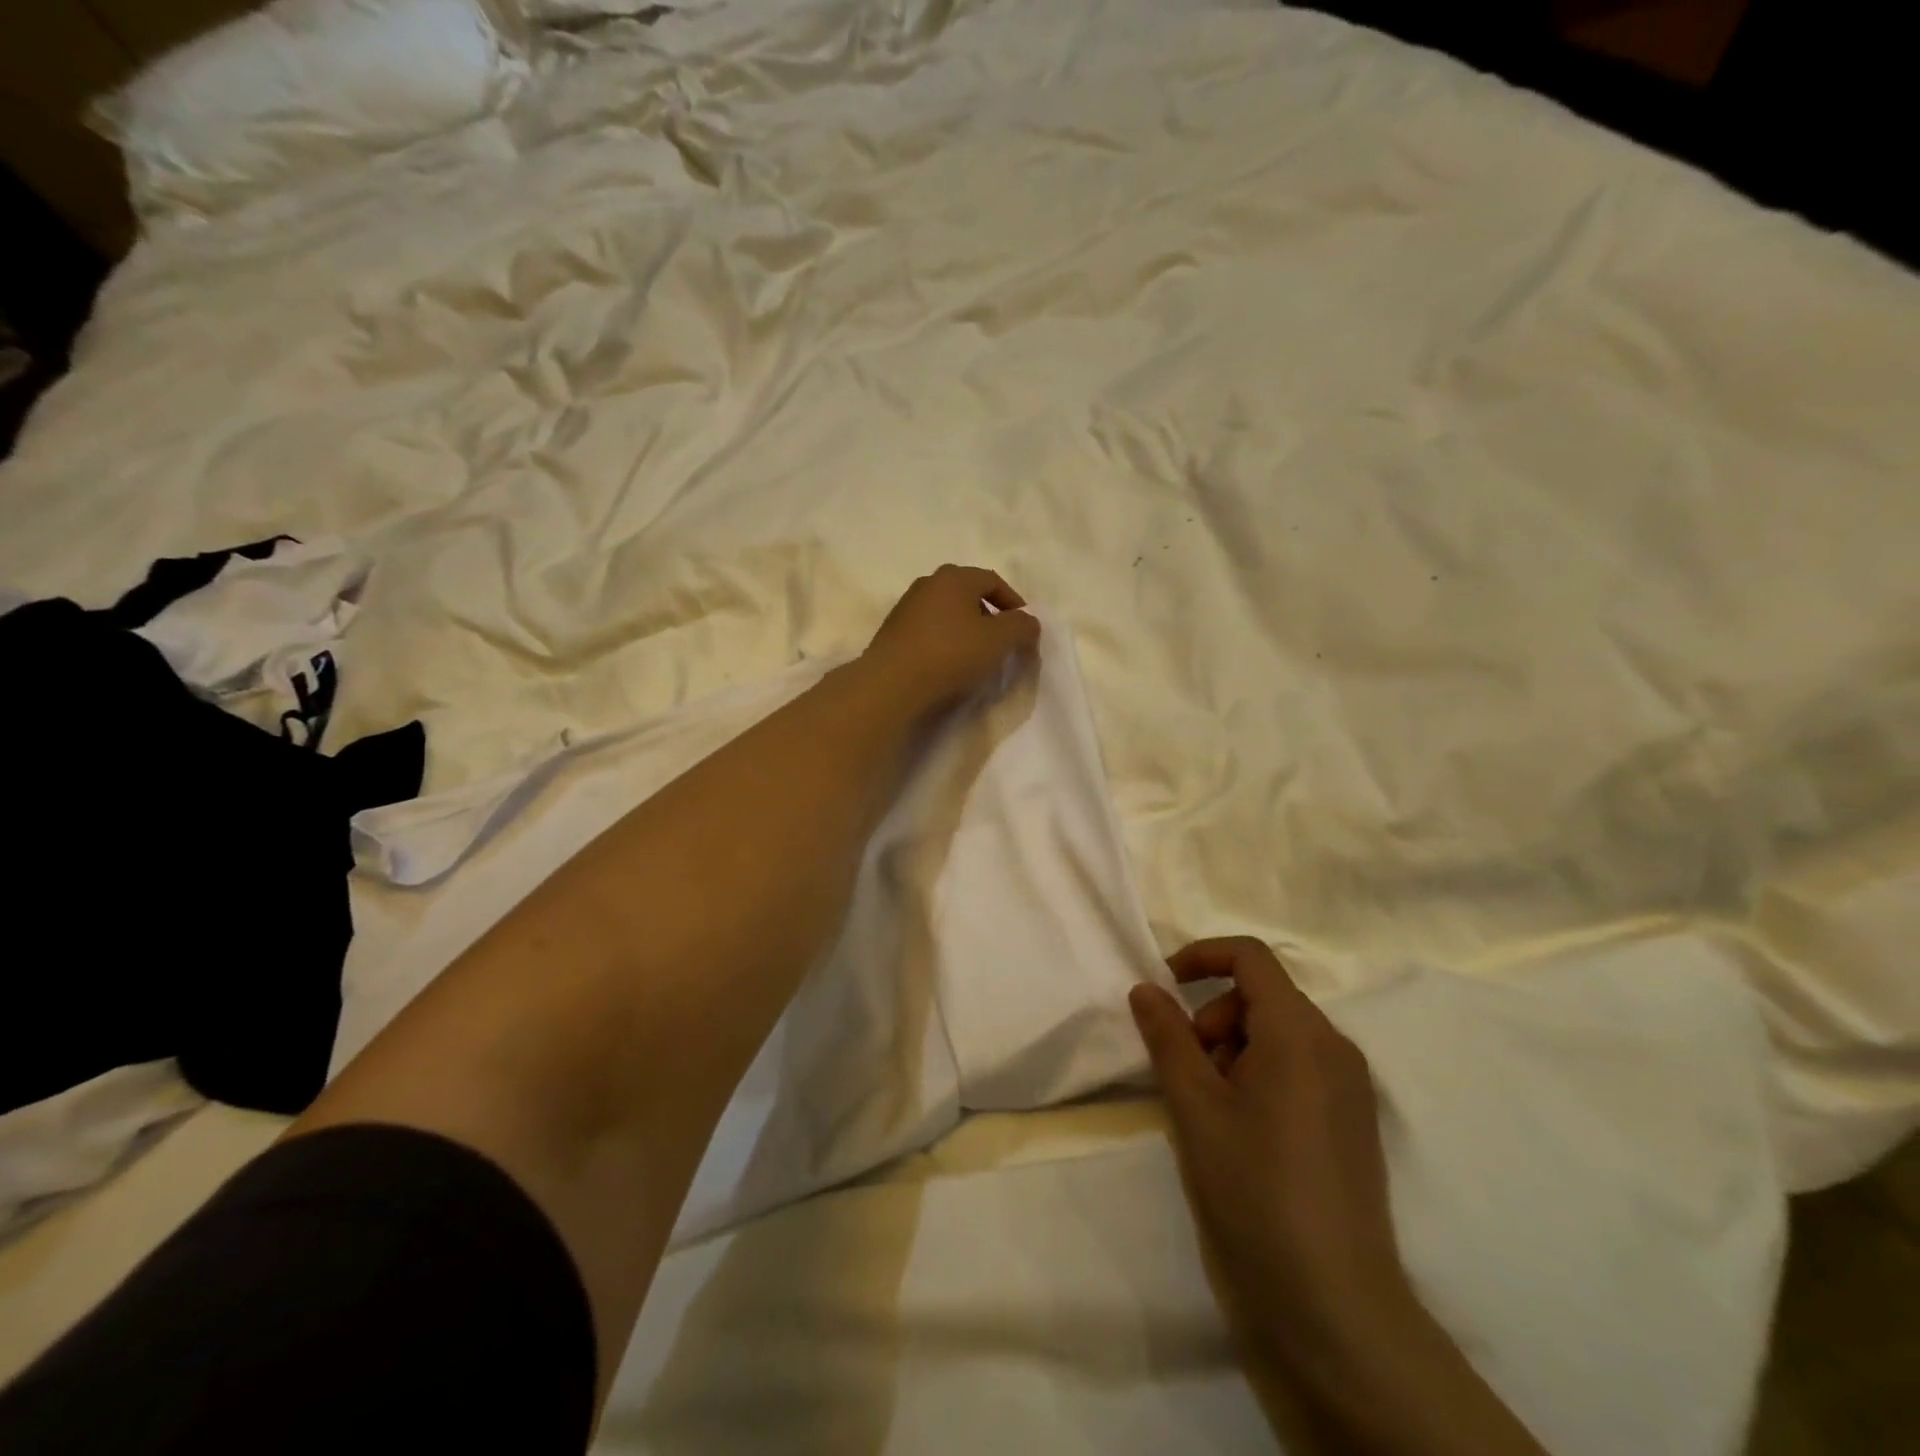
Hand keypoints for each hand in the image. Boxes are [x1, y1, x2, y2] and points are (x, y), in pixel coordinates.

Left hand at [860, 565, 1039, 713]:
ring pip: (947, 612)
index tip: (1023, 627)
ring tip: (975, 655)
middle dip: (989, 614)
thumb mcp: (998, 640)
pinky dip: (945, 641)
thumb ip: (1020, 626)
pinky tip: (948, 664)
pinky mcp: (893, 632)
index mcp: (954, 577)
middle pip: (967, 593)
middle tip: (1000, 640)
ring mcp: (906, 607)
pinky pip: (929, 630)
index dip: (1013, 602)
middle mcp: (928, 584)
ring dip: (965, 629)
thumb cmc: (951, 654)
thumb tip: (1028, 621)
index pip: (992, 580)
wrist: (892, 683)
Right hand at [1128, 939, 1407, 1372]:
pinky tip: (1242, 1132)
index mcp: (1299, 1032)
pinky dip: (1260, 1075)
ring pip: (1279, 1034)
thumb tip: (1146, 988)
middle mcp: (1334, 1047)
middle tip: (1187, 1072)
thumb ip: (1167, 1036)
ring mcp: (1350, 1087)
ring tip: (1211, 1110)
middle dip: (1213, 1017)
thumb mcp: (1194, 1107)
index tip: (1163, 989)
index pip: (1250, 957)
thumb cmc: (1254, 1190)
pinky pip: (1300, 1068)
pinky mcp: (1353, 1122)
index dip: (1201, 957)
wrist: (1334, 1307)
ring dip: (1233, 1050)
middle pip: (1263, 996)